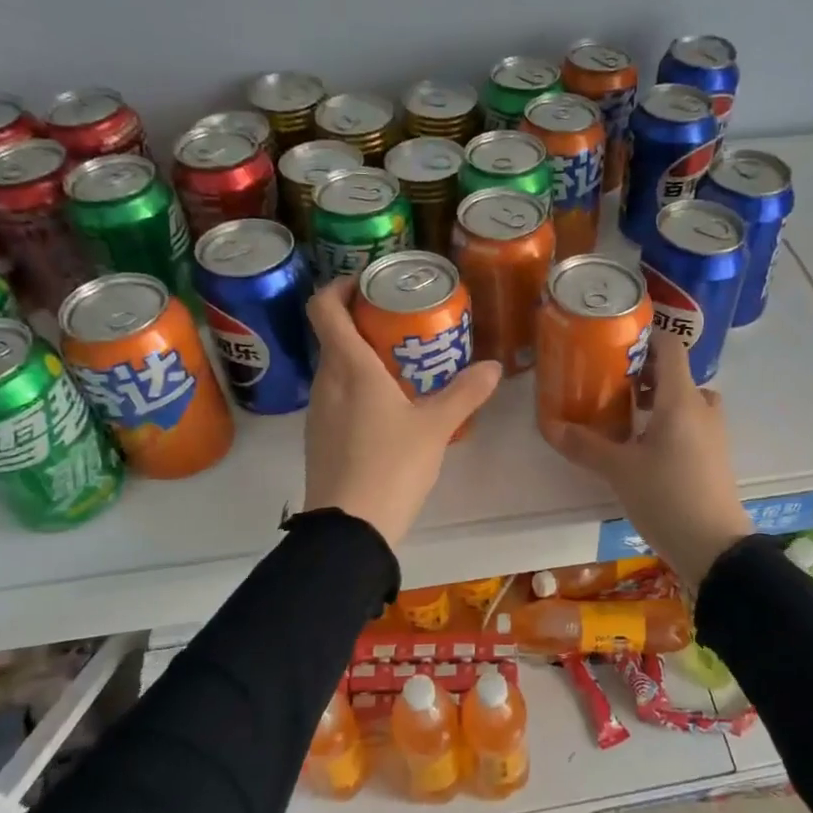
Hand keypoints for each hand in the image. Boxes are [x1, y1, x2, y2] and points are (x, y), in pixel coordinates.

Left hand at [300, 277, 502, 548]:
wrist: (349, 528)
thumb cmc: (391, 466)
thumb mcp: (436, 428)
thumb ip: (465, 393)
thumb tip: (494, 367)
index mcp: (349, 368)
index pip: (325, 307)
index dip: (341, 286)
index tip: (370, 284)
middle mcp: (326, 382)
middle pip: (334, 335)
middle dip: (364, 322)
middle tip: (403, 325)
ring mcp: (318, 412)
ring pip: (336, 368)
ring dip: (362, 357)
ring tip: (403, 365)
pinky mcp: (320, 438)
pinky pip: (337, 397)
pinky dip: (358, 388)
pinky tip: (390, 410)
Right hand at [543, 329, 752, 584]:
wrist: (714, 546)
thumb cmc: (666, 496)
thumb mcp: (619, 470)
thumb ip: (585, 445)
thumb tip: (551, 426)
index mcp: (681, 399)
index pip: (670, 347)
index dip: (645, 338)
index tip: (614, 342)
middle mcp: (702, 407)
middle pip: (676, 374)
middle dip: (644, 374)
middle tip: (611, 383)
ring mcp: (714, 433)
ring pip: (685, 400)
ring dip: (658, 400)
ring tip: (625, 415)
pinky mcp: (715, 456)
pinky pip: (692, 423)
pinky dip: (670, 423)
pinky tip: (644, 446)